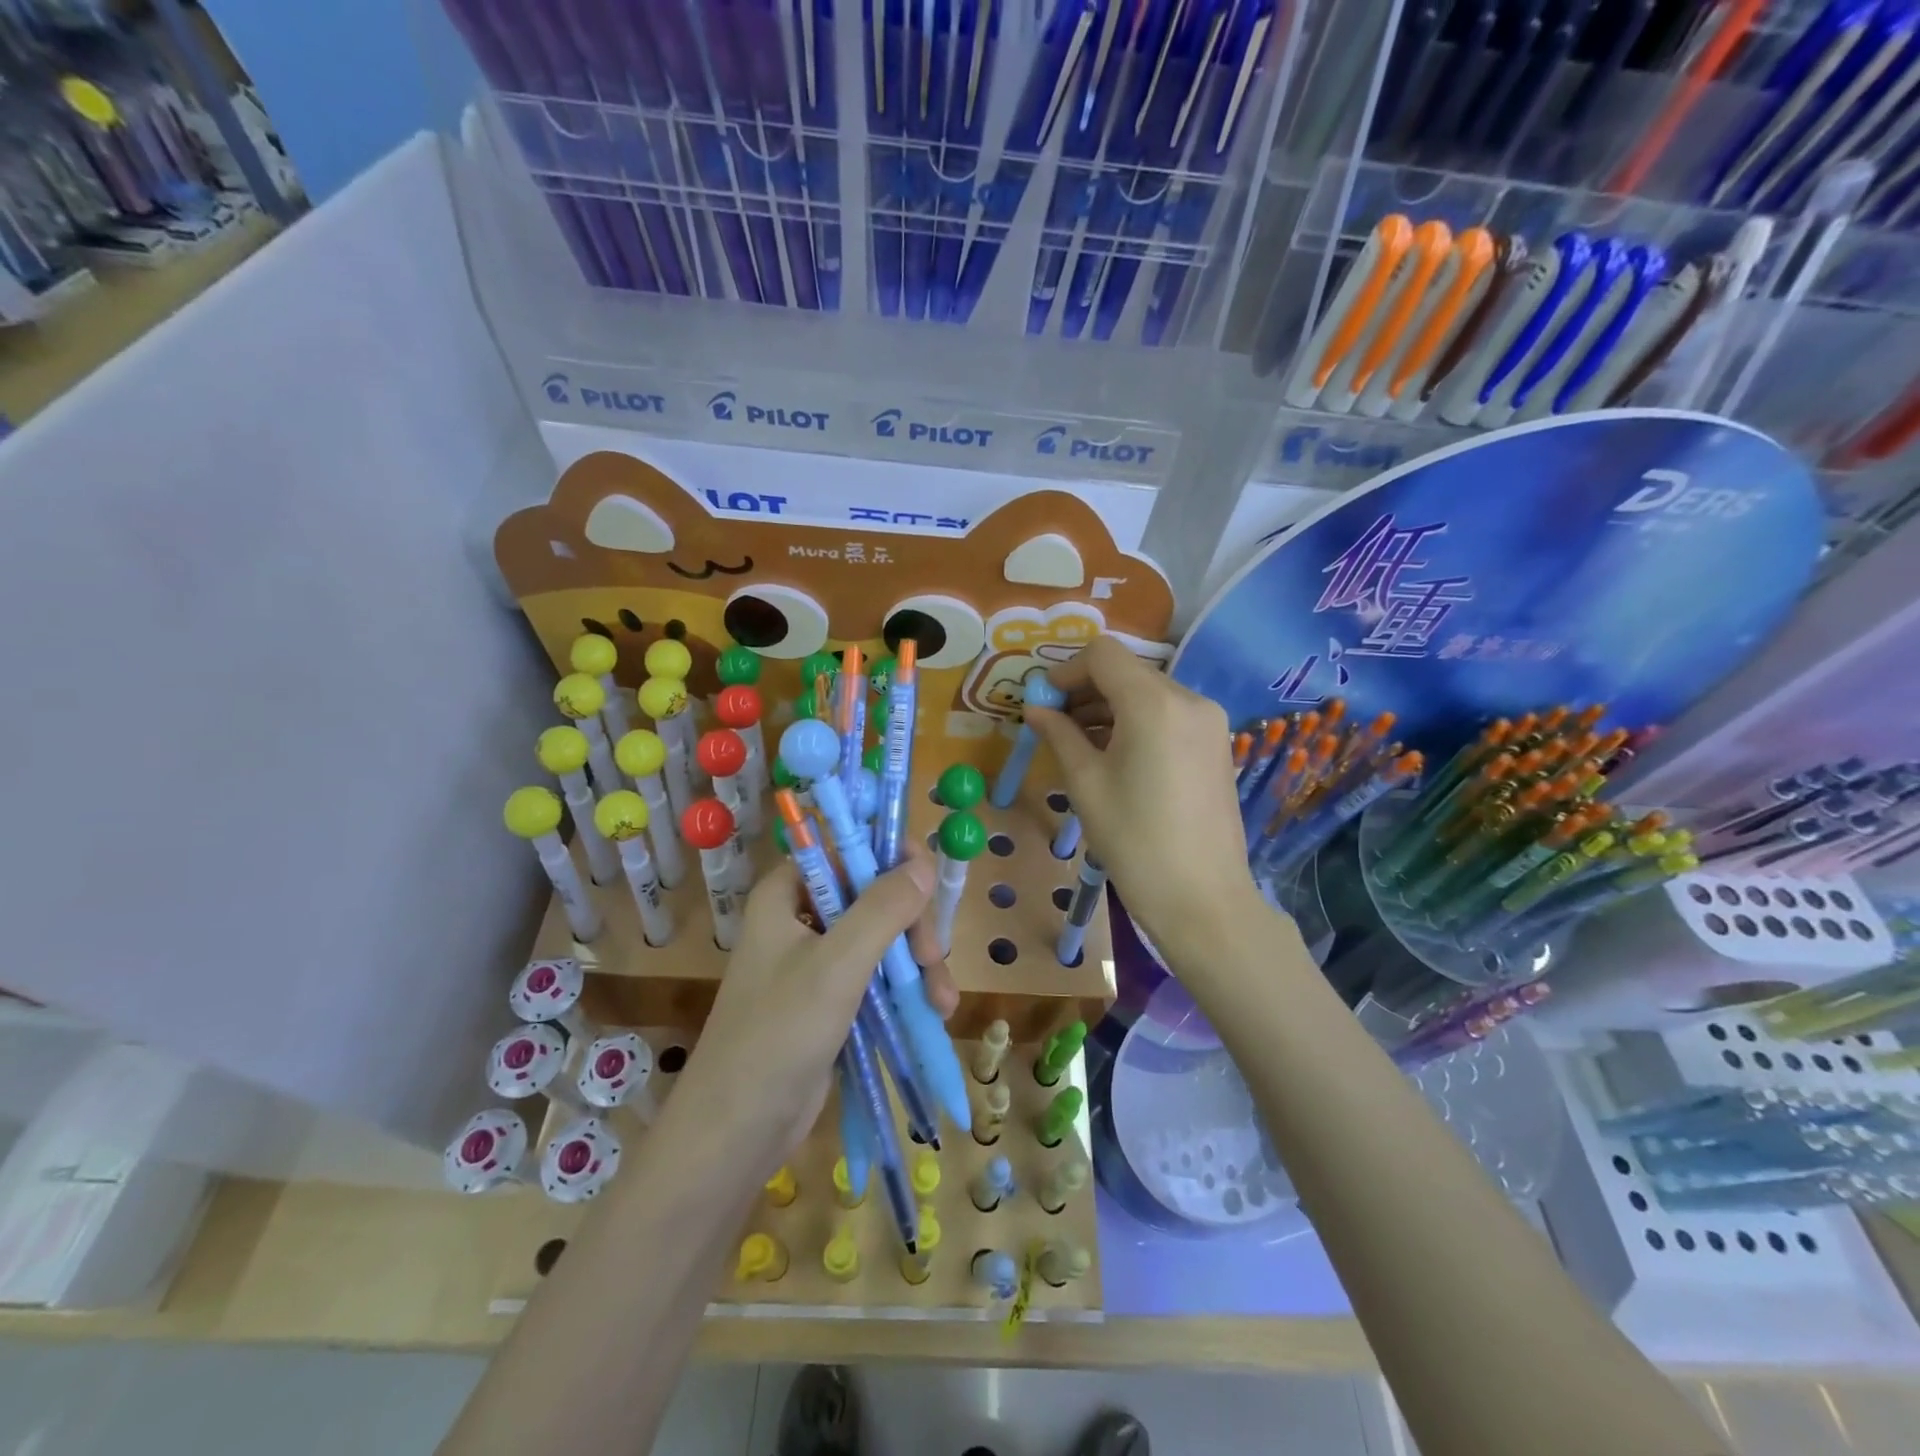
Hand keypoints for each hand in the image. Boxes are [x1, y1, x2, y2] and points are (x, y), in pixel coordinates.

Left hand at [672, 844, 958, 1165]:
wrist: (735, 1133)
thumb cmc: (778, 1035)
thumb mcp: (837, 964)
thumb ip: (883, 908)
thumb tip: (925, 862)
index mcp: (786, 895)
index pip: (843, 850)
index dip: (888, 857)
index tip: (928, 881)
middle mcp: (800, 920)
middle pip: (872, 896)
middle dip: (911, 927)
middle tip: (932, 960)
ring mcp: (816, 963)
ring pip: (882, 939)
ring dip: (917, 966)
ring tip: (941, 1003)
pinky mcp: (830, 1002)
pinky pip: (877, 977)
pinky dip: (905, 990)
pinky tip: (931, 1014)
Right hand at [1025, 635, 1266, 960]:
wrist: (1201, 899)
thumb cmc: (1134, 841)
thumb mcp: (1085, 783)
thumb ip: (1059, 734)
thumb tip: (1036, 708)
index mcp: (1154, 703)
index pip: (1103, 654)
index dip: (1066, 671)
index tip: (1043, 703)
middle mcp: (1189, 698)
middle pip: (1127, 671)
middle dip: (1085, 689)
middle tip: (1053, 724)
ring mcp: (1209, 721)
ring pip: (1148, 692)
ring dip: (1109, 706)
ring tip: (1078, 743)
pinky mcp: (1216, 744)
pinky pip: (1168, 715)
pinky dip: (1136, 722)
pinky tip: (1114, 755)